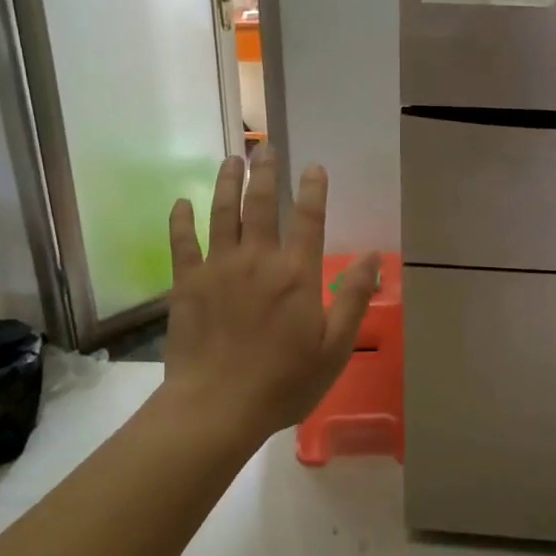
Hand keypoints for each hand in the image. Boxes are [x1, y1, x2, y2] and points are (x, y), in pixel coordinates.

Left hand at [163, 145, 380, 444]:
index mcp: (297, 274)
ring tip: (231, 159)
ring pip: (222, 213)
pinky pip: (182, 242)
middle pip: (261, 204)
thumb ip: (354, 298)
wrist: (217, 408)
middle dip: (266, 172)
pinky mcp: (187, 283)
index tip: (314, 166)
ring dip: (227, 183)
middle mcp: (258, 259)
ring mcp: (218, 268)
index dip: (314, 189)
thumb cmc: (283, 382)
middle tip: (264, 148)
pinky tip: (181, 201)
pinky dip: (181, 219)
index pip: (309, 219)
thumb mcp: (335, 348)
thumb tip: (374, 256)